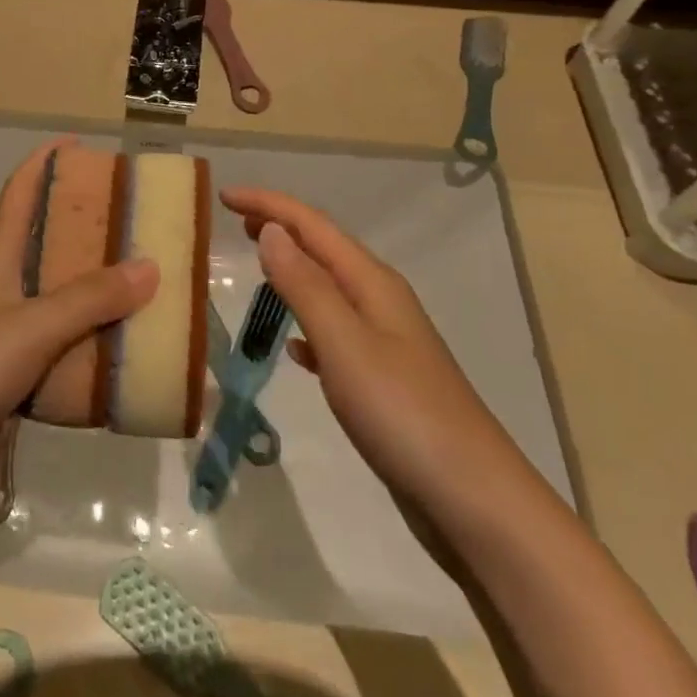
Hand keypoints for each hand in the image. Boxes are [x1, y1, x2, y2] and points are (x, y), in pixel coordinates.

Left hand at [0, 141, 157, 504]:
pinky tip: (124, 352)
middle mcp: (1, 286)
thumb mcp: (31, 326)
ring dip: (97, 295)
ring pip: (59, 301)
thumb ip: (89, 299)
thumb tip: (149, 266)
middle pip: (48, 245)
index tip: (81, 145)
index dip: (45, 162)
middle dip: (90, 232)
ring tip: (147, 289)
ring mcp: (3, 332)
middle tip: (140, 225)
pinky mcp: (9, 374)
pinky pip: (59, 349)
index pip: (20, 193)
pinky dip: (89, 346)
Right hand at [221, 186, 510, 498]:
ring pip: (328, 288)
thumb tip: (271, 231)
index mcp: (372, 283)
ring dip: (292, 269)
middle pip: (323, 248)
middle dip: (281, 226)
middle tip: (235, 218)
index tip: (223, 195)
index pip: (312, 226)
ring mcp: (386, 342)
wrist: (473, 500)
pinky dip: (307, 324)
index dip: (268, 205)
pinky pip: (335, 332)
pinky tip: (294, 346)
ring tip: (257, 264)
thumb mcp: (345, 343)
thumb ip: (305, 286)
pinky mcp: (383, 380)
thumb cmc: (403, 413)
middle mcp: (380, 301)